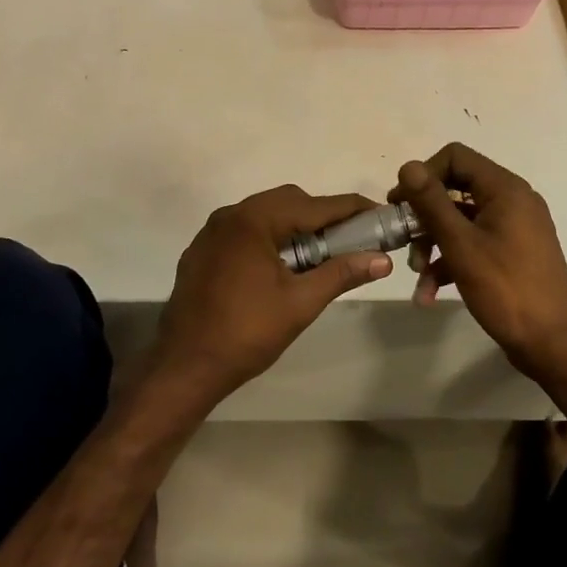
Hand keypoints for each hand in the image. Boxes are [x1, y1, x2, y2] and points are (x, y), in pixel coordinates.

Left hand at [152, 186, 392, 406]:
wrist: (185, 365)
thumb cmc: (247, 332)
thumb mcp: (300, 303)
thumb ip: (341, 273)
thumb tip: (382, 260)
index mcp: (254, 220)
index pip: (314, 206)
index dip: (349, 209)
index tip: (378, 213)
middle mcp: (230, 215)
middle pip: (288, 201)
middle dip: (322, 216)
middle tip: (350, 239)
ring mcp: (212, 232)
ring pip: (264, 214)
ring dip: (294, 226)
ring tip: (319, 253)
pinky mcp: (202, 250)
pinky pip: (244, 230)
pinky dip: (269, 237)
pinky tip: (280, 265)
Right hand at [390, 143, 566, 379]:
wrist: (555, 346)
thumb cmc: (507, 289)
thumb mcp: (461, 244)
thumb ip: (432, 202)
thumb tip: (408, 166)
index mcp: (505, 189)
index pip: (455, 157)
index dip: (424, 174)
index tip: (401, 203)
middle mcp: (512, 201)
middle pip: (455, 190)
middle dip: (424, 217)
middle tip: (400, 239)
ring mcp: (514, 229)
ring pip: (460, 221)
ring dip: (433, 244)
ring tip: (417, 275)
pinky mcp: (511, 255)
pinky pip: (473, 245)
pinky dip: (450, 263)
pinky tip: (429, 293)